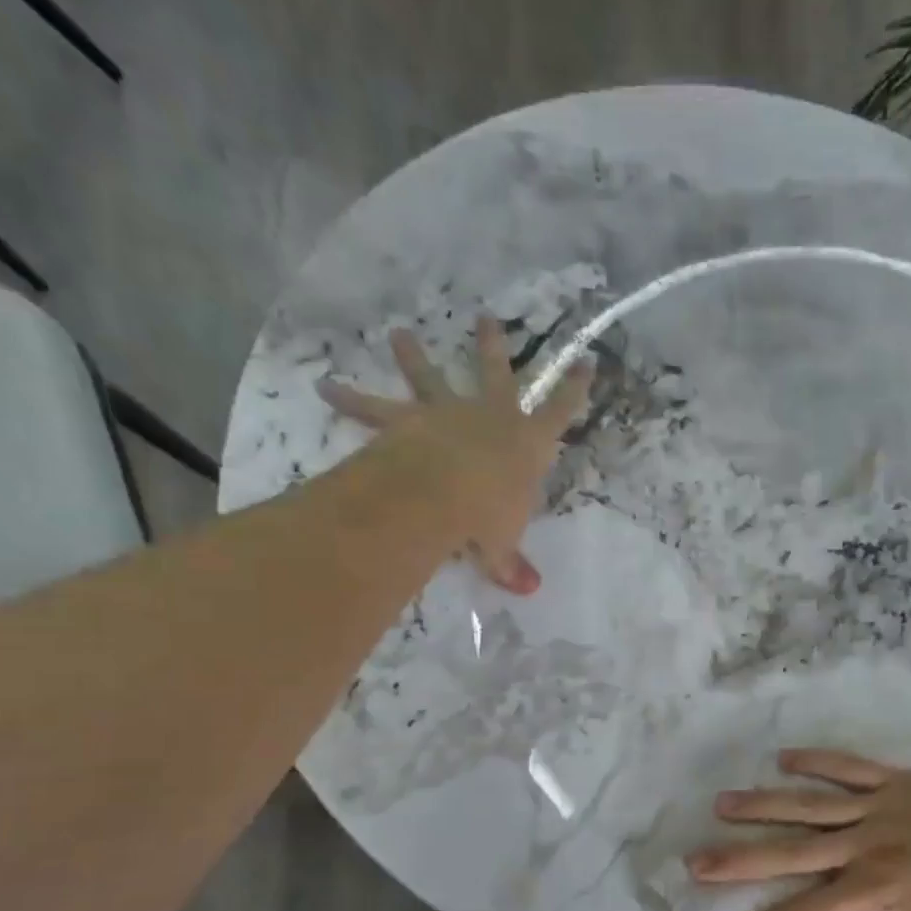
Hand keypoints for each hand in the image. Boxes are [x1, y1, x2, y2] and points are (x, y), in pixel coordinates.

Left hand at [319, 319, 592, 593]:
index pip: (560, 411)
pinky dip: (349, 399)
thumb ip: (511, 562)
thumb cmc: (489, 514)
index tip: (585, 363)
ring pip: (430, 377)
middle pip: (496, 374)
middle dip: (493, 347)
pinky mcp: (407, 421)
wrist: (446, 492)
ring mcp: (447, 412)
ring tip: (398, 334)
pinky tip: (324, 386)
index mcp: (527, 443)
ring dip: (413, 355)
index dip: (574, 389)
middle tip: (486, 319)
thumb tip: (529, 591)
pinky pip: (373, 409)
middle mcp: (490, 416)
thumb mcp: (503, 543)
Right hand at [689, 749, 910, 910]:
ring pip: (809, 804)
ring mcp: (875, 806)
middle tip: (695, 861)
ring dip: (763, 804)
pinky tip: (783, 757)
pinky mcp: (893, 781)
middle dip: (739, 860)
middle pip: (790, 851)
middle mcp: (861, 843)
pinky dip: (816, 761)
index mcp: (868, 888)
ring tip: (721, 803)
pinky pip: (848, 767)